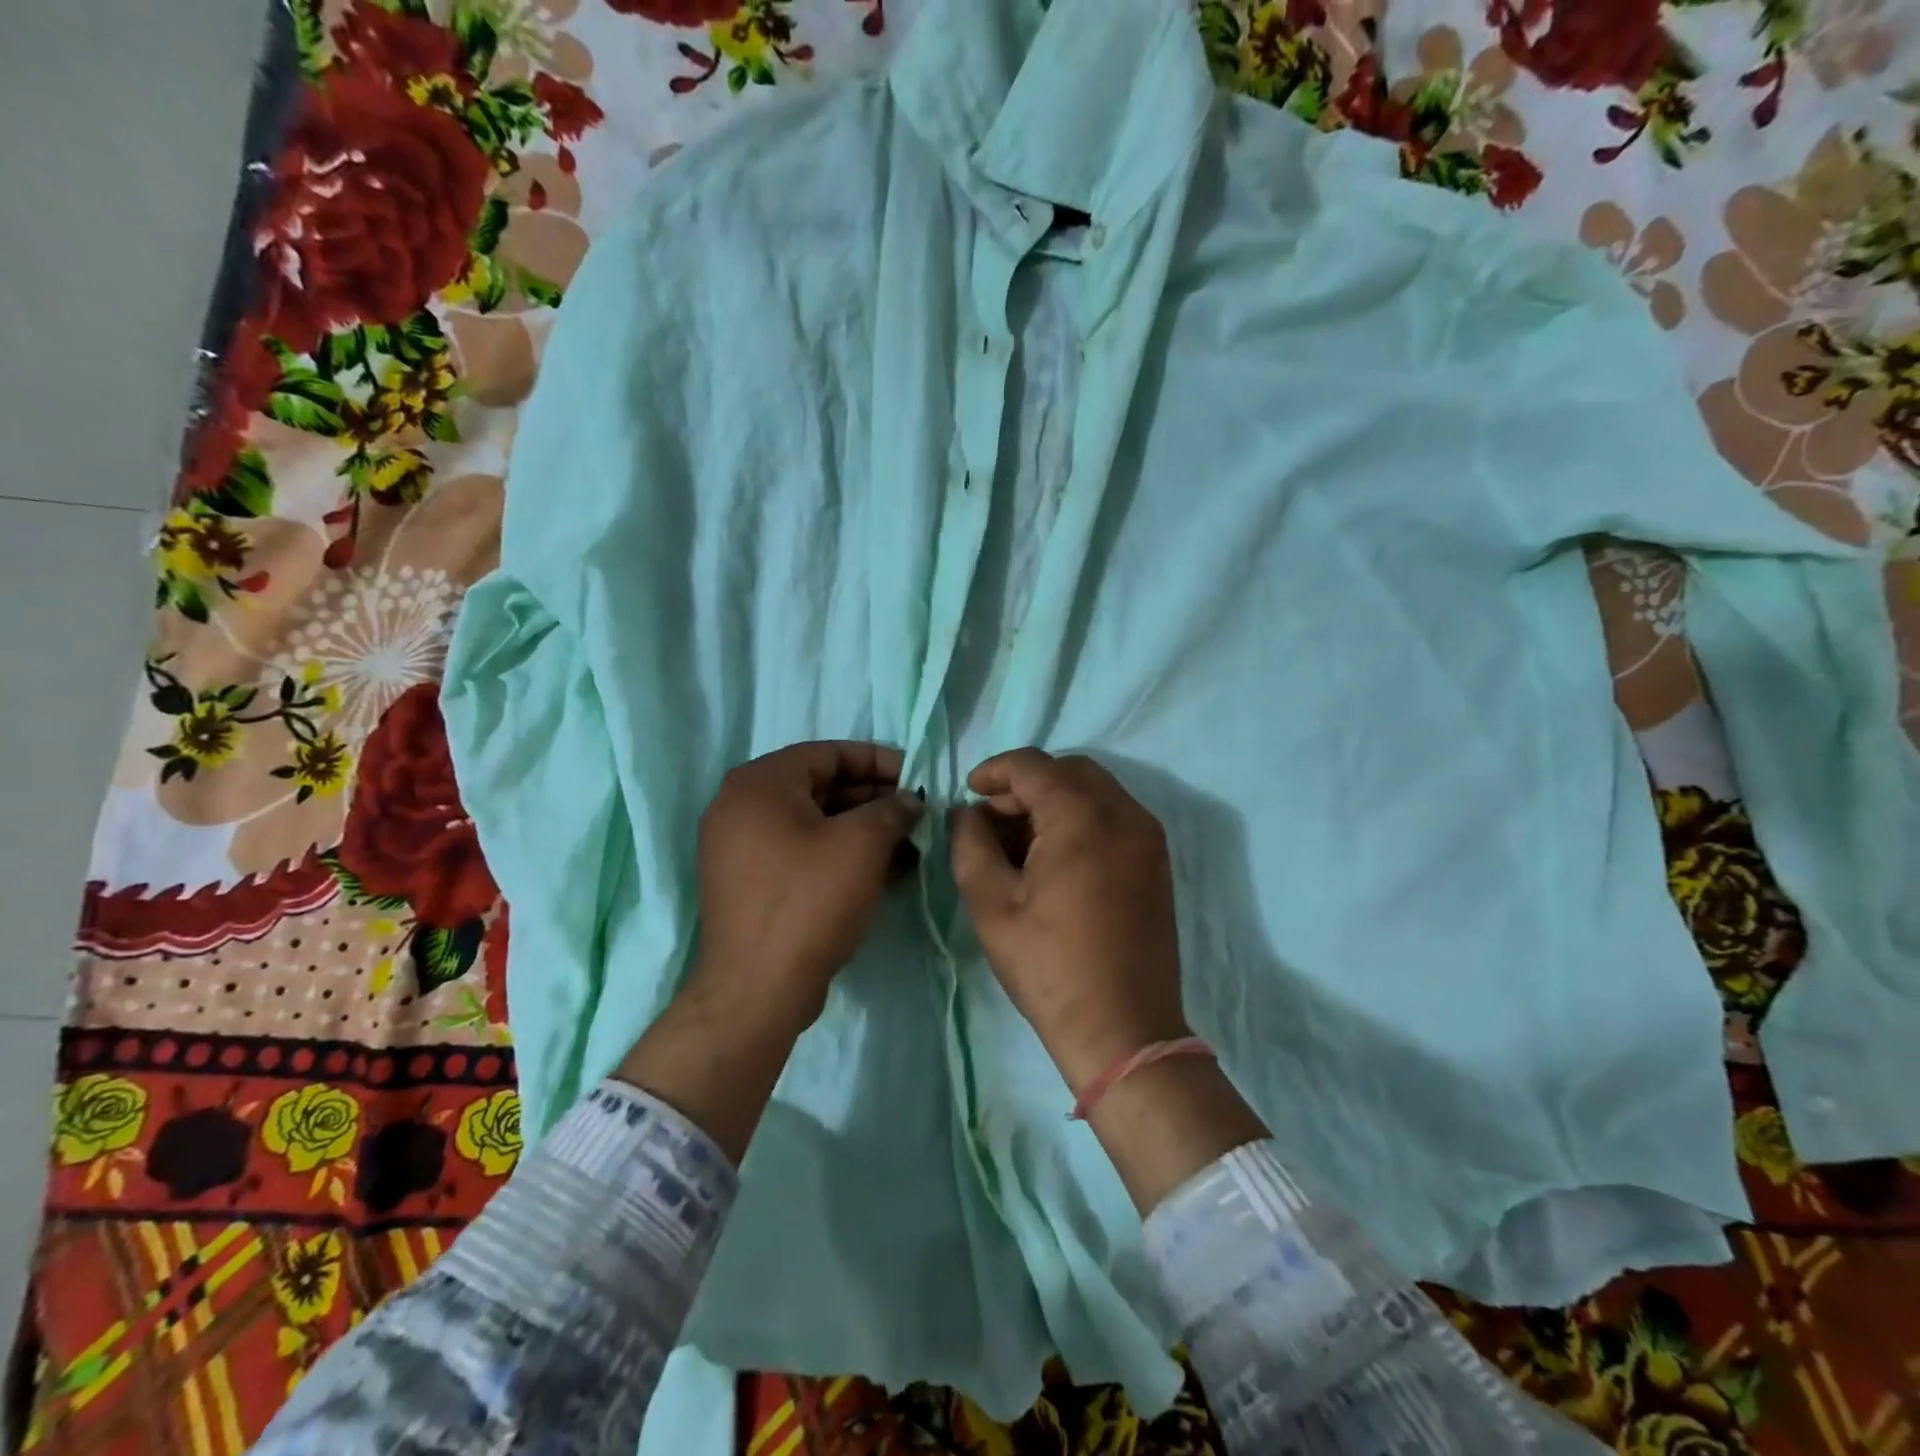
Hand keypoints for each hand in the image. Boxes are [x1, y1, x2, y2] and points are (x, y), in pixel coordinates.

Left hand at [616, 741, 920, 1163]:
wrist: (758, 990)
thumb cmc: (810, 901)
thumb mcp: (862, 845)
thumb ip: (891, 809)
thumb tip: (909, 800)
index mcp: (759, 783)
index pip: (828, 753)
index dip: (879, 761)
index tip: (917, 776)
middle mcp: (741, 806)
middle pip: (820, 786)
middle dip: (873, 798)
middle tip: (916, 812)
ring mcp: (740, 848)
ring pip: (813, 822)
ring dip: (862, 828)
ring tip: (909, 843)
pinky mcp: (750, 882)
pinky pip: (801, 851)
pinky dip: (839, 853)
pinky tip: (883, 869)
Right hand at [949, 749, 1190, 1093]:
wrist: (1124, 1029)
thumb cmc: (1050, 966)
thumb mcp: (992, 904)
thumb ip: (970, 844)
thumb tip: (965, 813)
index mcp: (1083, 817)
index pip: (1032, 765)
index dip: (994, 771)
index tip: (968, 794)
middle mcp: (1125, 813)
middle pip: (1068, 770)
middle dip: (1026, 784)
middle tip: (993, 819)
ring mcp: (1148, 837)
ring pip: (1094, 790)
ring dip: (1054, 800)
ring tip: (1020, 842)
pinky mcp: (1157, 861)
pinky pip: (1114, 816)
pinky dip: (1081, 818)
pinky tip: (1055, 857)